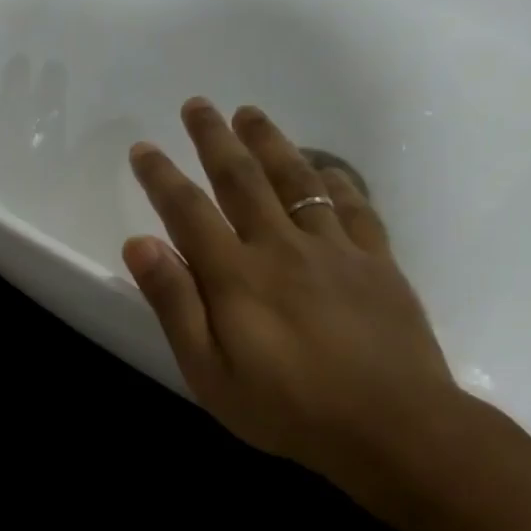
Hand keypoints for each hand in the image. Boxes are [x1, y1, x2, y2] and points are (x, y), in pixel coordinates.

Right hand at [124, 98, 465, 501]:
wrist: (391, 426)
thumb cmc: (286, 408)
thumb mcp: (209, 371)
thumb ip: (175, 305)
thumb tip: (139, 244)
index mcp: (235, 276)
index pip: (188, 212)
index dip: (162, 177)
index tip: (143, 148)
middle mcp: (282, 247)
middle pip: (242, 180)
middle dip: (214, 140)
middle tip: (197, 105)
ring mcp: (334, 249)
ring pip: (298, 180)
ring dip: (270, 143)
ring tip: (250, 113)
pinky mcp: (376, 262)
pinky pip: (353, 205)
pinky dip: (334, 179)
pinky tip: (324, 168)